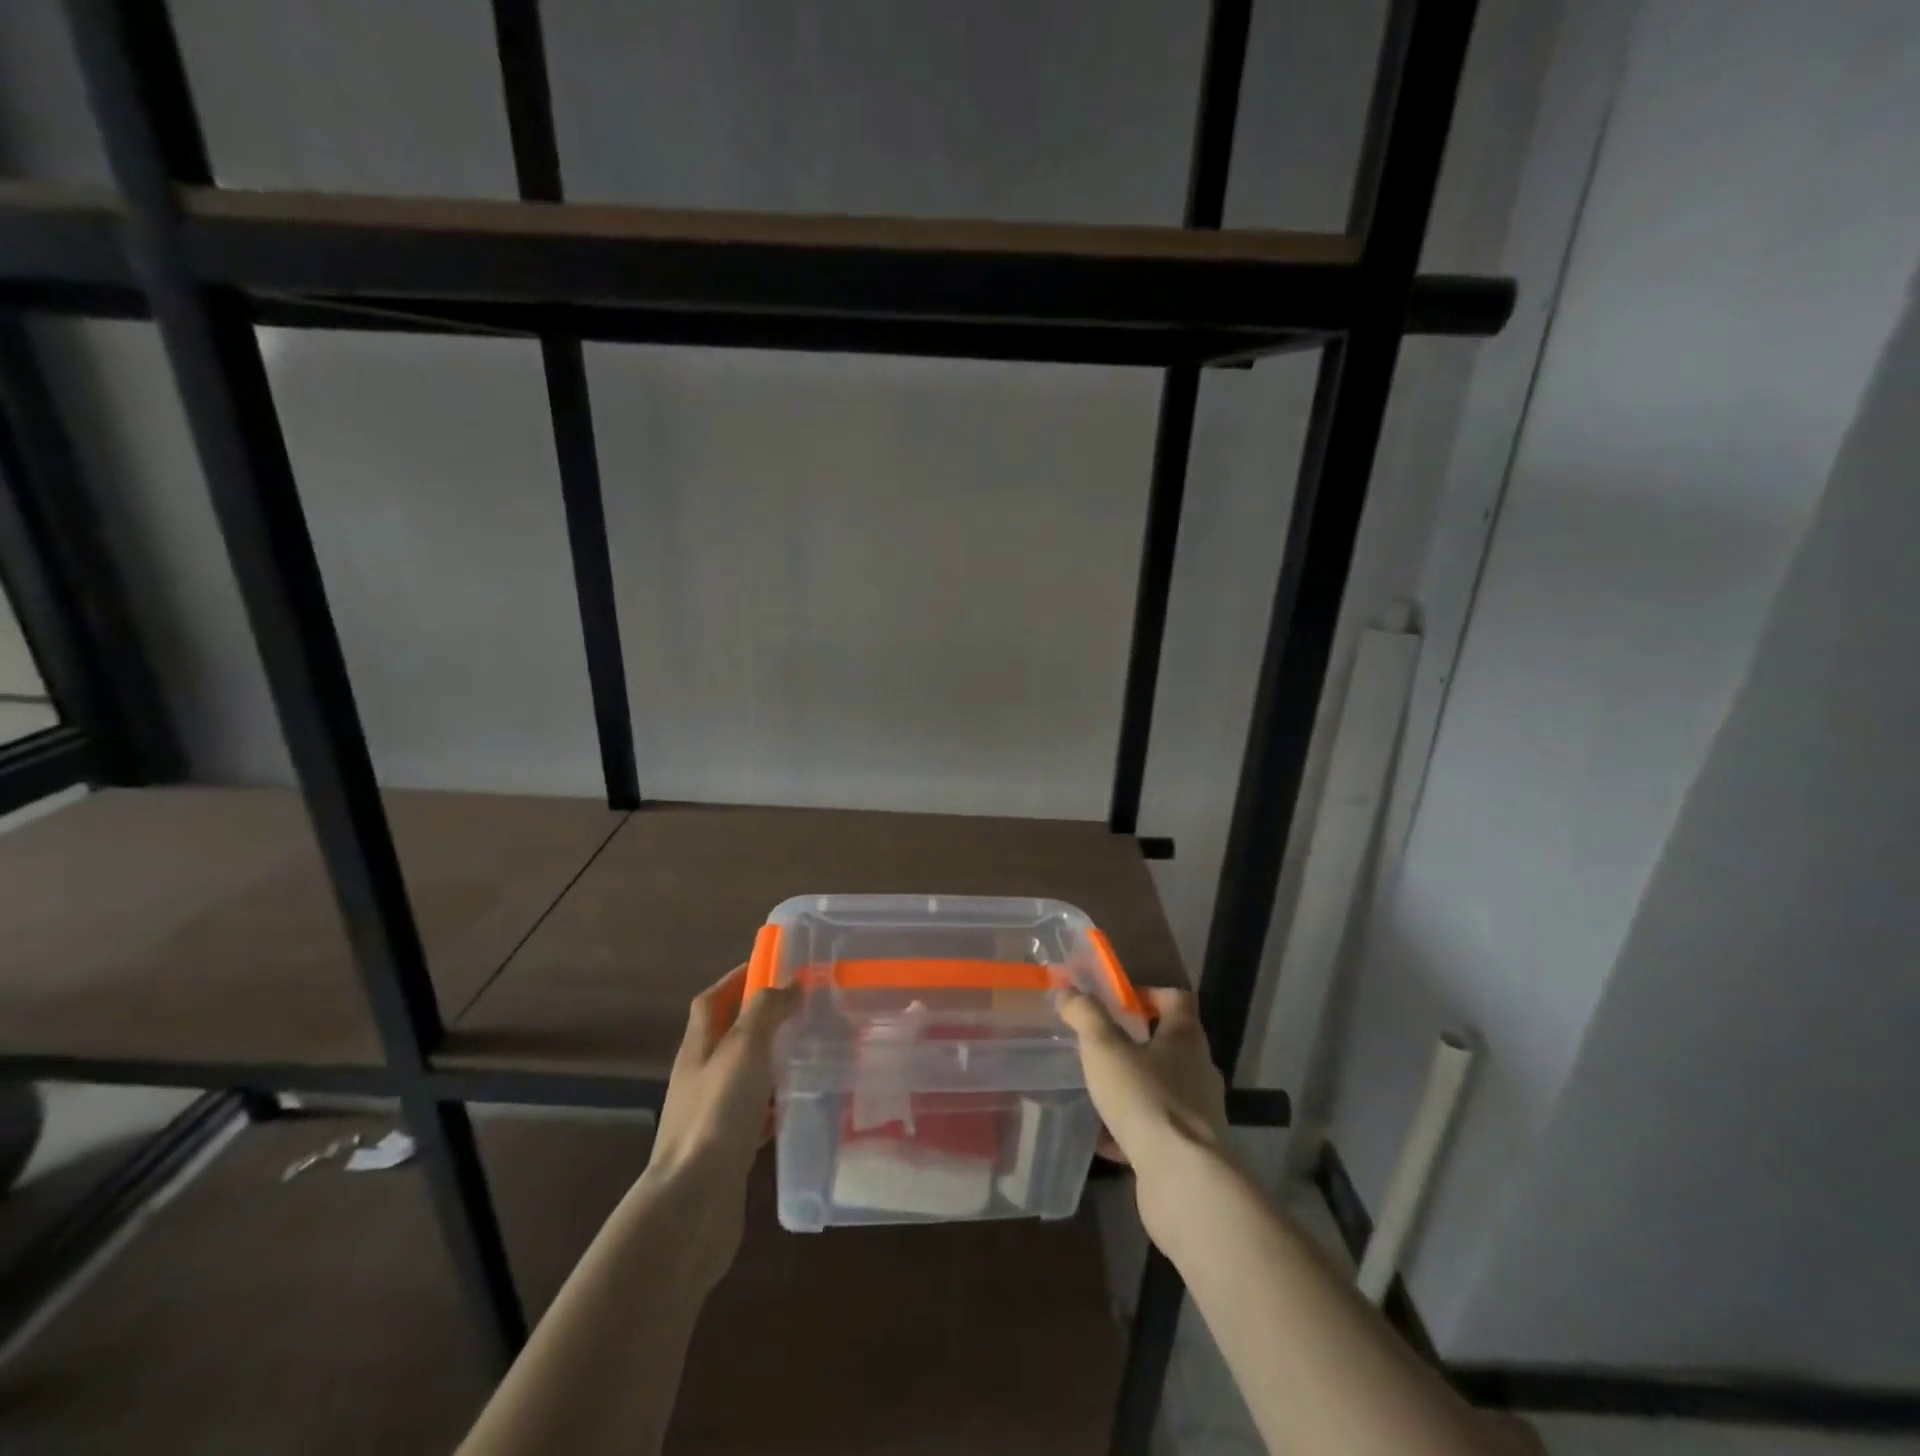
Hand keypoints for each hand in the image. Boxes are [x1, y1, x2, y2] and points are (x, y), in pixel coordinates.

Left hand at [638, 965, 796, 1286]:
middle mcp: (701, 1077)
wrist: (693, 1205)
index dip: (737, 978)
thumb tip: (789, 984)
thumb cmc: (717, 1114)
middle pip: (729, 1036)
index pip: (712, 1000)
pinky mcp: (728, 1149)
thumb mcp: (744, 1048)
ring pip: (745, 1074)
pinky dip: (777, 1102)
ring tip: (811, 1049)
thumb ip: (766, 1010)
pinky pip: (756, 1113)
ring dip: (772, 1059)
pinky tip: (802, 1104)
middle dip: (761, 1017)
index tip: (773, 964)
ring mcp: (712, 1115)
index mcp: (698, 1048)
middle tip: (803, 1006)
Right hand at [1059, 987, 1231, 1241]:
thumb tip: (1067, 990)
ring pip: (1162, 1088)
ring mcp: (1197, 1114)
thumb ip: (1085, 1015)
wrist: (1183, 1182)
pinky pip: (1156, 1129)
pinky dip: (1132, 1129)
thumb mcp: (1105, 1049)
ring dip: (1134, 1086)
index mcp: (1185, 1039)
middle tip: (1101, 1043)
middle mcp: (1199, 1071)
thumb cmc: (1146, 1100)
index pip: (1177, 999)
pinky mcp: (1189, 1151)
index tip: (1120, 1000)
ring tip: (1099, 1089)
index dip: (1150, 993)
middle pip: (1171, 1044)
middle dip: (1137, 1042)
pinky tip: (1103, 1138)